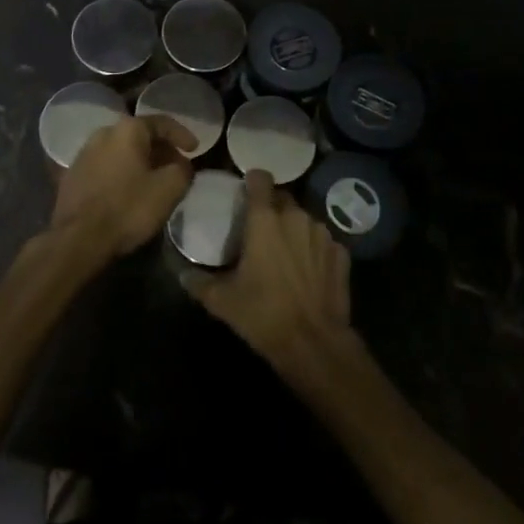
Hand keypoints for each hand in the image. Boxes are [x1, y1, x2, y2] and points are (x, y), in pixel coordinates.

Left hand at [51, 114, 195, 259]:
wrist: (78, 239)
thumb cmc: (128, 208)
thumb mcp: (169, 189)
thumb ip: (183, 171)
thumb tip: (182, 165)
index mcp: (127, 130)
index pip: (162, 122)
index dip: (182, 134)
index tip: (195, 150)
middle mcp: (103, 133)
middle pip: (140, 136)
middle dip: (161, 150)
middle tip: (176, 167)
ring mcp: (84, 154)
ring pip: (121, 151)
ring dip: (140, 162)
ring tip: (154, 181)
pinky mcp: (72, 176)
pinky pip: (106, 166)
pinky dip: (122, 173)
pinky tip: (128, 192)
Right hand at [180, 170, 352, 378]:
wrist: (313, 344)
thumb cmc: (263, 314)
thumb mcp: (222, 301)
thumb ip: (199, 282)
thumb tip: (183, 273)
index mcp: (265, 220)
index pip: (260, 179)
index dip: (252, 181)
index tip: (245, 191)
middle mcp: (296, 217)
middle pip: (282, 198)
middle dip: (271, 208)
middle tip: (260, 231)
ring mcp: (322, 234)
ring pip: (304, 219)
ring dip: (293, 229)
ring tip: (284, 252)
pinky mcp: (341, 253)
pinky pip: (323, 242)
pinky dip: (314, 249)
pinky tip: (308, 270)